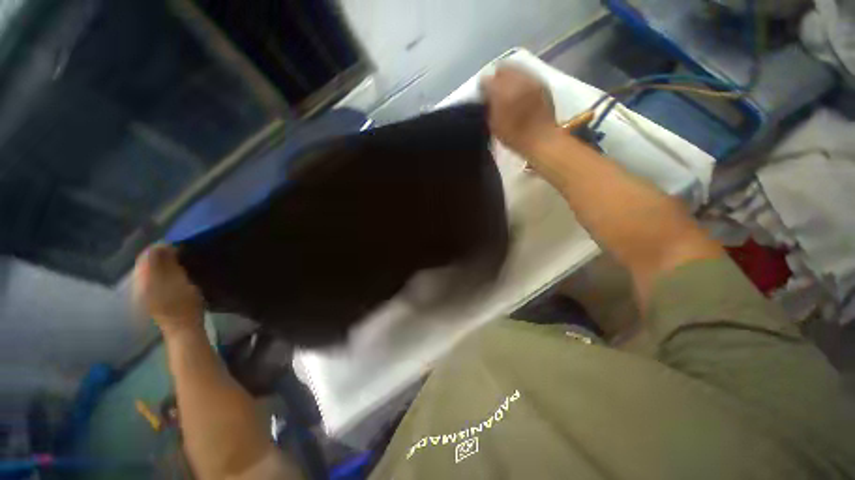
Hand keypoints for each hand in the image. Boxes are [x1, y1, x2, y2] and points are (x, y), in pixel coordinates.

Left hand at [133, 244, 203, 335]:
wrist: (182, 329)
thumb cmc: (184, 305)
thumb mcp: (180, 281)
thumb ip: (168, 264)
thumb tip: (163, 246)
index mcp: (144, 279)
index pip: (147, 255)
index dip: (161, 247)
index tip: (177, 245)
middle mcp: (137, 284)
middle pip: (145, 263)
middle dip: (159, 255)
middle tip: (178, 252)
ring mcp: (140, 293)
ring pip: (146, 271)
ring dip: (160, 264)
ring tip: (176, 262)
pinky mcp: (146, 298)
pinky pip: (149, 278)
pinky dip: (159, 272)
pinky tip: (170, 275)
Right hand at [481, 66, 559, 154]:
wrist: (541, 137)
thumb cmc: (514, 136)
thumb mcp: (494, 125)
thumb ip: (488, 108)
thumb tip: (487, 98)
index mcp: (500, 91)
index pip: (485, 80)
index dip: (482, 87)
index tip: (482, 95)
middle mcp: (515, 79)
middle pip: (502, 68)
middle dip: (497, 77)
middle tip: (494, 89)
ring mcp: (529, 79)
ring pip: (515, 68)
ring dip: (509, 76)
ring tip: (507, 89)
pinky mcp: (540, 82)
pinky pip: (526, 74)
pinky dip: (520, 79)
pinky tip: (519, 90)